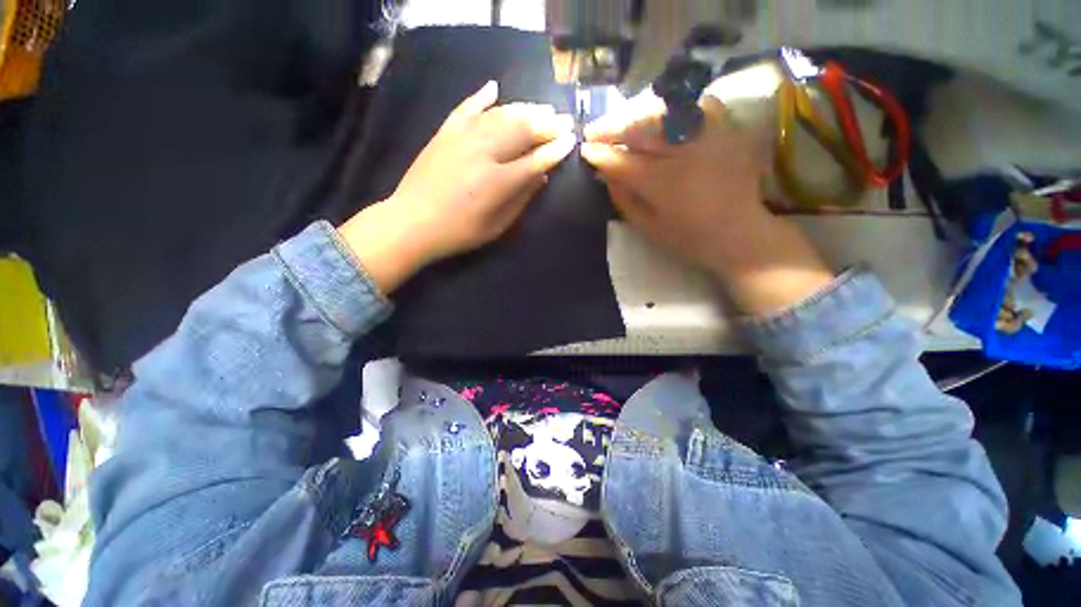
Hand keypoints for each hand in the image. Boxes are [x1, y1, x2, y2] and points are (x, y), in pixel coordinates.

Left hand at [339, 81, 576, 293]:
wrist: (411, 222)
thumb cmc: (459, 233)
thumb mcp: (496, 227)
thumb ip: (520, 200)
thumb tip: (541, 176)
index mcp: (497, 183)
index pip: (535, 160)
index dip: (555, 150)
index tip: (571, 140)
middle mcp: (482, 153)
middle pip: (521, 131)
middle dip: (546, 124)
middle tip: (564, 120)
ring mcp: (461, 138)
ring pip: (499, 115)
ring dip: (524, 110)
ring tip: (542, 109)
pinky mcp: (444, 133)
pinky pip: (466, 108)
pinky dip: (481, 97)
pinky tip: (494, 88)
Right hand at [581, 91, 835, 315]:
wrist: (740, 233)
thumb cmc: (689, 238)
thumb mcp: (649, 227)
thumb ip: (624, 199)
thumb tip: (604, 174)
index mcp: (664, 184)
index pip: (622, 161)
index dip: (600, 154)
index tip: (585, 150)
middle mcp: (685, 153)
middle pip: (641, 128)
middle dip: (612, 127)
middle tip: (594, 131)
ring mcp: (709, 136)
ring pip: (665, 111)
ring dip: (637, 114)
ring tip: (621, 122)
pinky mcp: (728, 130)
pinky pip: (697, 105)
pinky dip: (675, 107)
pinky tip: (662, 116)